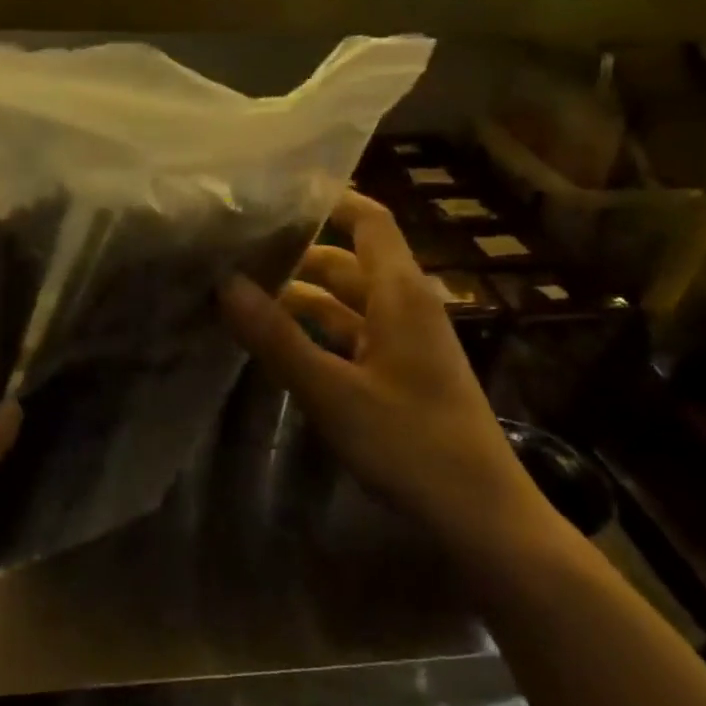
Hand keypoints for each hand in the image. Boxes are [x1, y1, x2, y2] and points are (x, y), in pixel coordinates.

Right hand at [219, 190, 552, 566]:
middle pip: (348, 261)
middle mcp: (404, 307)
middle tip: (238, 247)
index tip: (278, 190)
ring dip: (300, 296)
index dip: (331, 198)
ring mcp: (402, 343)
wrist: (480, 515)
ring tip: (242, 292)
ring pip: (345, 302)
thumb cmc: (411, 443)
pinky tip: (276, 340)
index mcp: (400, 294)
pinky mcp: (397, 374)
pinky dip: (314, 331)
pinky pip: (349, 335)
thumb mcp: (332, 391)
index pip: (369, 221)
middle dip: (297, 252)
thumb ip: (277, 338)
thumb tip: (225, 283)